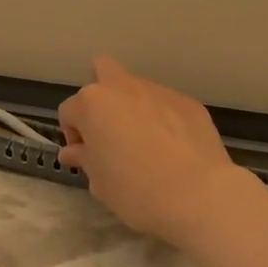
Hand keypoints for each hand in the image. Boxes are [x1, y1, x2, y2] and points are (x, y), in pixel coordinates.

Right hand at [57, 56, 243, 244]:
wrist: (197, 194)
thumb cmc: (136, 190)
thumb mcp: (100, 182)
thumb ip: (85, 159)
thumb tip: (75, 151)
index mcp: (93, 104)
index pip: (69, 111)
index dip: (74, 135)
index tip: (86, 158)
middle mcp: (124, 88)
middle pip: (103, 72)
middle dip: (101, 95)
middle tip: (109, 131)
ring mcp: (160, 91)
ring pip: (138, 90)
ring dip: (134, 109)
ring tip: (147, 145)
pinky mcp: (189, 103)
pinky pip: (167, 106)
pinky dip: (164, 120)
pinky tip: (174, 149)